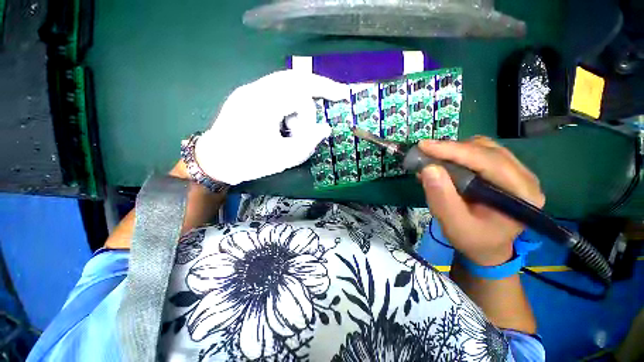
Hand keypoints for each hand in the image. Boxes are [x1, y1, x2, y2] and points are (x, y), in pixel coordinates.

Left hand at [195, 70, 348, 184]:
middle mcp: (256, 90)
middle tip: (337, 93)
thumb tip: (326, 128)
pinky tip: (290, 122)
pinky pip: (278, 90)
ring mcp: (250, 90)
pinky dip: (292, 102)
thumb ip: (308, 143)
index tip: (336, 106)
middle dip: (320, 85)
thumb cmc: (248, 162)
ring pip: (287, 82)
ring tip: (299, 127)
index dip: (321, 100)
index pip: (301, 92)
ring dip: (303, 100)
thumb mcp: (283, 158)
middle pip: (296, 76)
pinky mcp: (249, 96)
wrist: (215, 160)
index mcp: (263, 104)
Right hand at [417, 136, 544, 265]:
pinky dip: (457, 155)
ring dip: (453, 151)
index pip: (488, 161)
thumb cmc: (473, 240)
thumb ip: (441, 198)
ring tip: (432, 161)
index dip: (453, 150)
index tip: (423, 146)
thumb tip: (428, 168)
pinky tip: (443, 164)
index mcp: (522, 194)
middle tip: (424, 154)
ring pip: (482, 147)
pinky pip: (479, 153)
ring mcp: (515, 172)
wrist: (487, 247)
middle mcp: (524, 177)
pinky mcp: (503, 171)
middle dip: (451, 149)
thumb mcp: (454, 225)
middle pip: (486, 150)